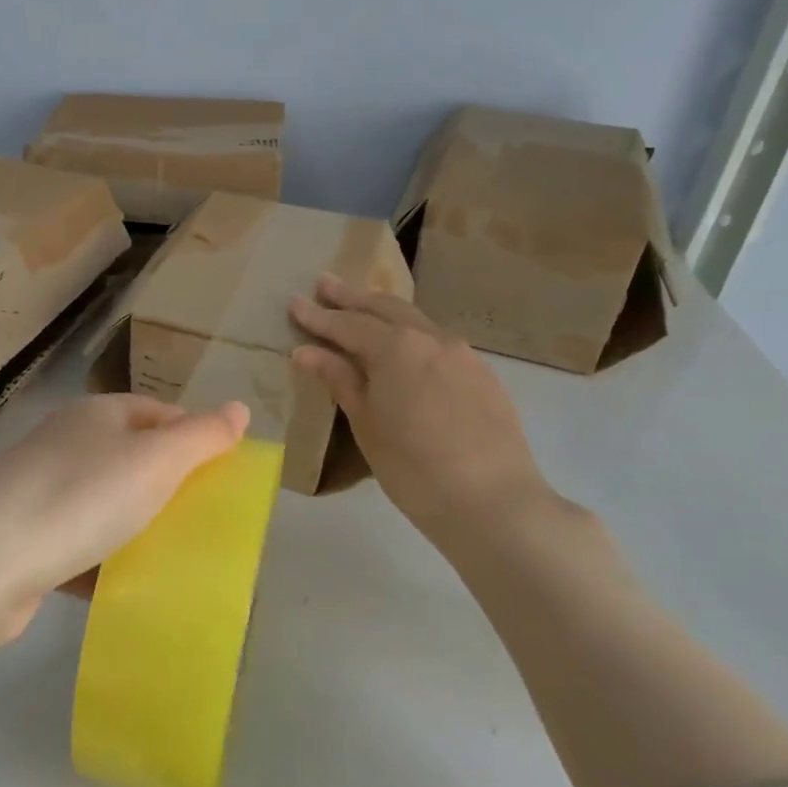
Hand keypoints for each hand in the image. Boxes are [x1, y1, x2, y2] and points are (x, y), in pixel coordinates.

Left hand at [0, 394, 249, 640]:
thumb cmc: (81, 497)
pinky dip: (101, 560)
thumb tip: (239, 408)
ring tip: (169, 556)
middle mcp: (66, 442)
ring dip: (134, 526)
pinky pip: (77, 542)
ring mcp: (39, 488)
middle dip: (167, 487)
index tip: (223, 475)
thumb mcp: (155, 461)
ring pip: (103, 503)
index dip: (194, 437)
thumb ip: (201, 436)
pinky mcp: (24, 536)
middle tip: (203, 520)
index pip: (159, 413)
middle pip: (131, 457)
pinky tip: (120, 586)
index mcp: (98, 414)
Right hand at [290, 274, 565, 547]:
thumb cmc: (413, 468)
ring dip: (385, 312)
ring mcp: (463, 354)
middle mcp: (431, 338)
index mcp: (396, 347)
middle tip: (326, 284)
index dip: (318, 316)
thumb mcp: (366, 424)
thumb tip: (307, 351)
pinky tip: (407, 348)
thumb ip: (340, 379)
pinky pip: (438, 343)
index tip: (295, 303)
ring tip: (363, 308)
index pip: (348, 324)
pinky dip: (413, 335)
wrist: (493, 502)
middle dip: (352, 297)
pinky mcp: (483, 374)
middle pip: (385, 308)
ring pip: (416, 321)